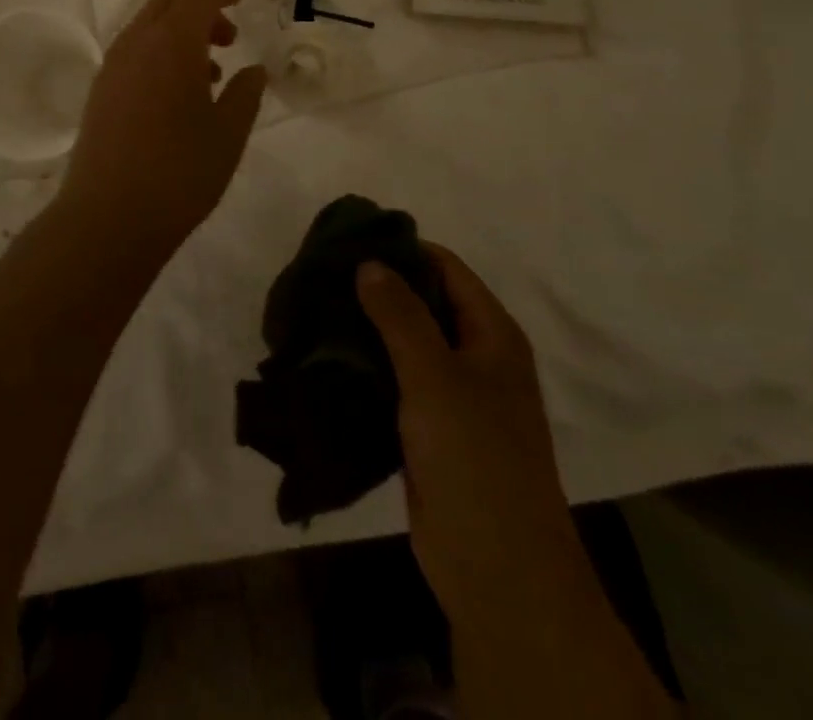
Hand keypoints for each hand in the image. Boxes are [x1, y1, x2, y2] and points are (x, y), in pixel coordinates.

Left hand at [58, 0, 268, 251]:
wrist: (108, 216)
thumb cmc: (179, 172)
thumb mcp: (228, 134)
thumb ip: (245, 94)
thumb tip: (255, 71)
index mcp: (172, 43)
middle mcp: (136, 44)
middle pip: (167, 3)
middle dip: (200, 9)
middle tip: (229, 37)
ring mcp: (112, 67)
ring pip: (147, 28)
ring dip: (179, 33)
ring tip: (210, 72)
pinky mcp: (99, 92)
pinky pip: (133, 53)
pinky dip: (159, 53)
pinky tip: (178, 94)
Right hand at [356, 244, 577, 623]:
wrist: (498, 570)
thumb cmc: (476, 458)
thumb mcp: (436, 375)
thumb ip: (401, 315)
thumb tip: (369, 262)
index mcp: (492, 335)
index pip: (446, 269)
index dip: (403, 249)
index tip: (351, 240)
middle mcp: (477, 358)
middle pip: (425, 304)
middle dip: (378, 289)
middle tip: (323, 275)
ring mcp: (454, 397)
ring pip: (406, 345)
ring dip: (367, 330)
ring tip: (315, 309)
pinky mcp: (430, 431)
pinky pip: (395, 384)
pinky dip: (365, 368)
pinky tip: (325, 359)